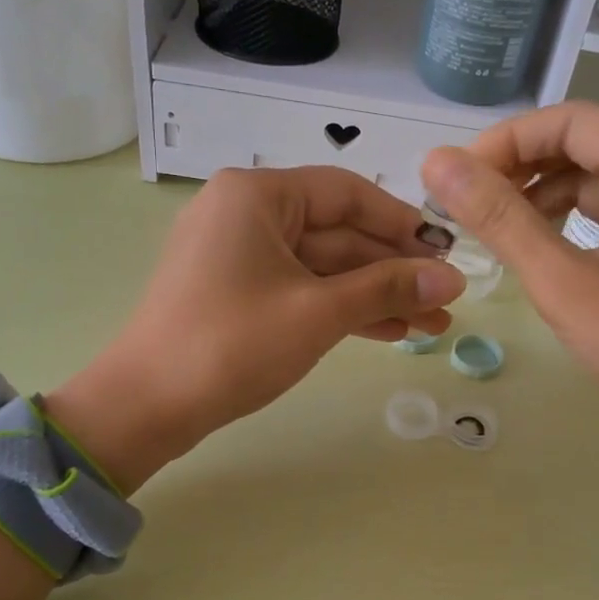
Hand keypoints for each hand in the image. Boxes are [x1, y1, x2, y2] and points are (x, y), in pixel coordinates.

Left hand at [46, 166, 464, 491]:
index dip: (403, 224)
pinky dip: (339, 309)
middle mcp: (245, 213)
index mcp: (258, 195)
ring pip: (322, 267)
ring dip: (374, 295)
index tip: (447, 253)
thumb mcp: (318, 312)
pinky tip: (387, 331)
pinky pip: (299, 289)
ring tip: (430, 326)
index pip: (348, 193)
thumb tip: (451, 280)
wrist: (147, 405)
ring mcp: (237, 255)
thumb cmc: (233, 344)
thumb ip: (387, 288)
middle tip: (446, 302)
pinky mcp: (235, 293)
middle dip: (393, 271)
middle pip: (337, 233)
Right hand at [420, 102, 598, 507]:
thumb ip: (500, 219)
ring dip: (541, 196)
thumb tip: (437, 164)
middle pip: (586, 146)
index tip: (461, 176)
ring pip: (596, 184)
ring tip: (494, 229)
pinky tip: (537, 254)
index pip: (573, 120)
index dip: (510, 139)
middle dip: (522, 166)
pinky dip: (567, 224)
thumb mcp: (561, 280)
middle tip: (469, 203)